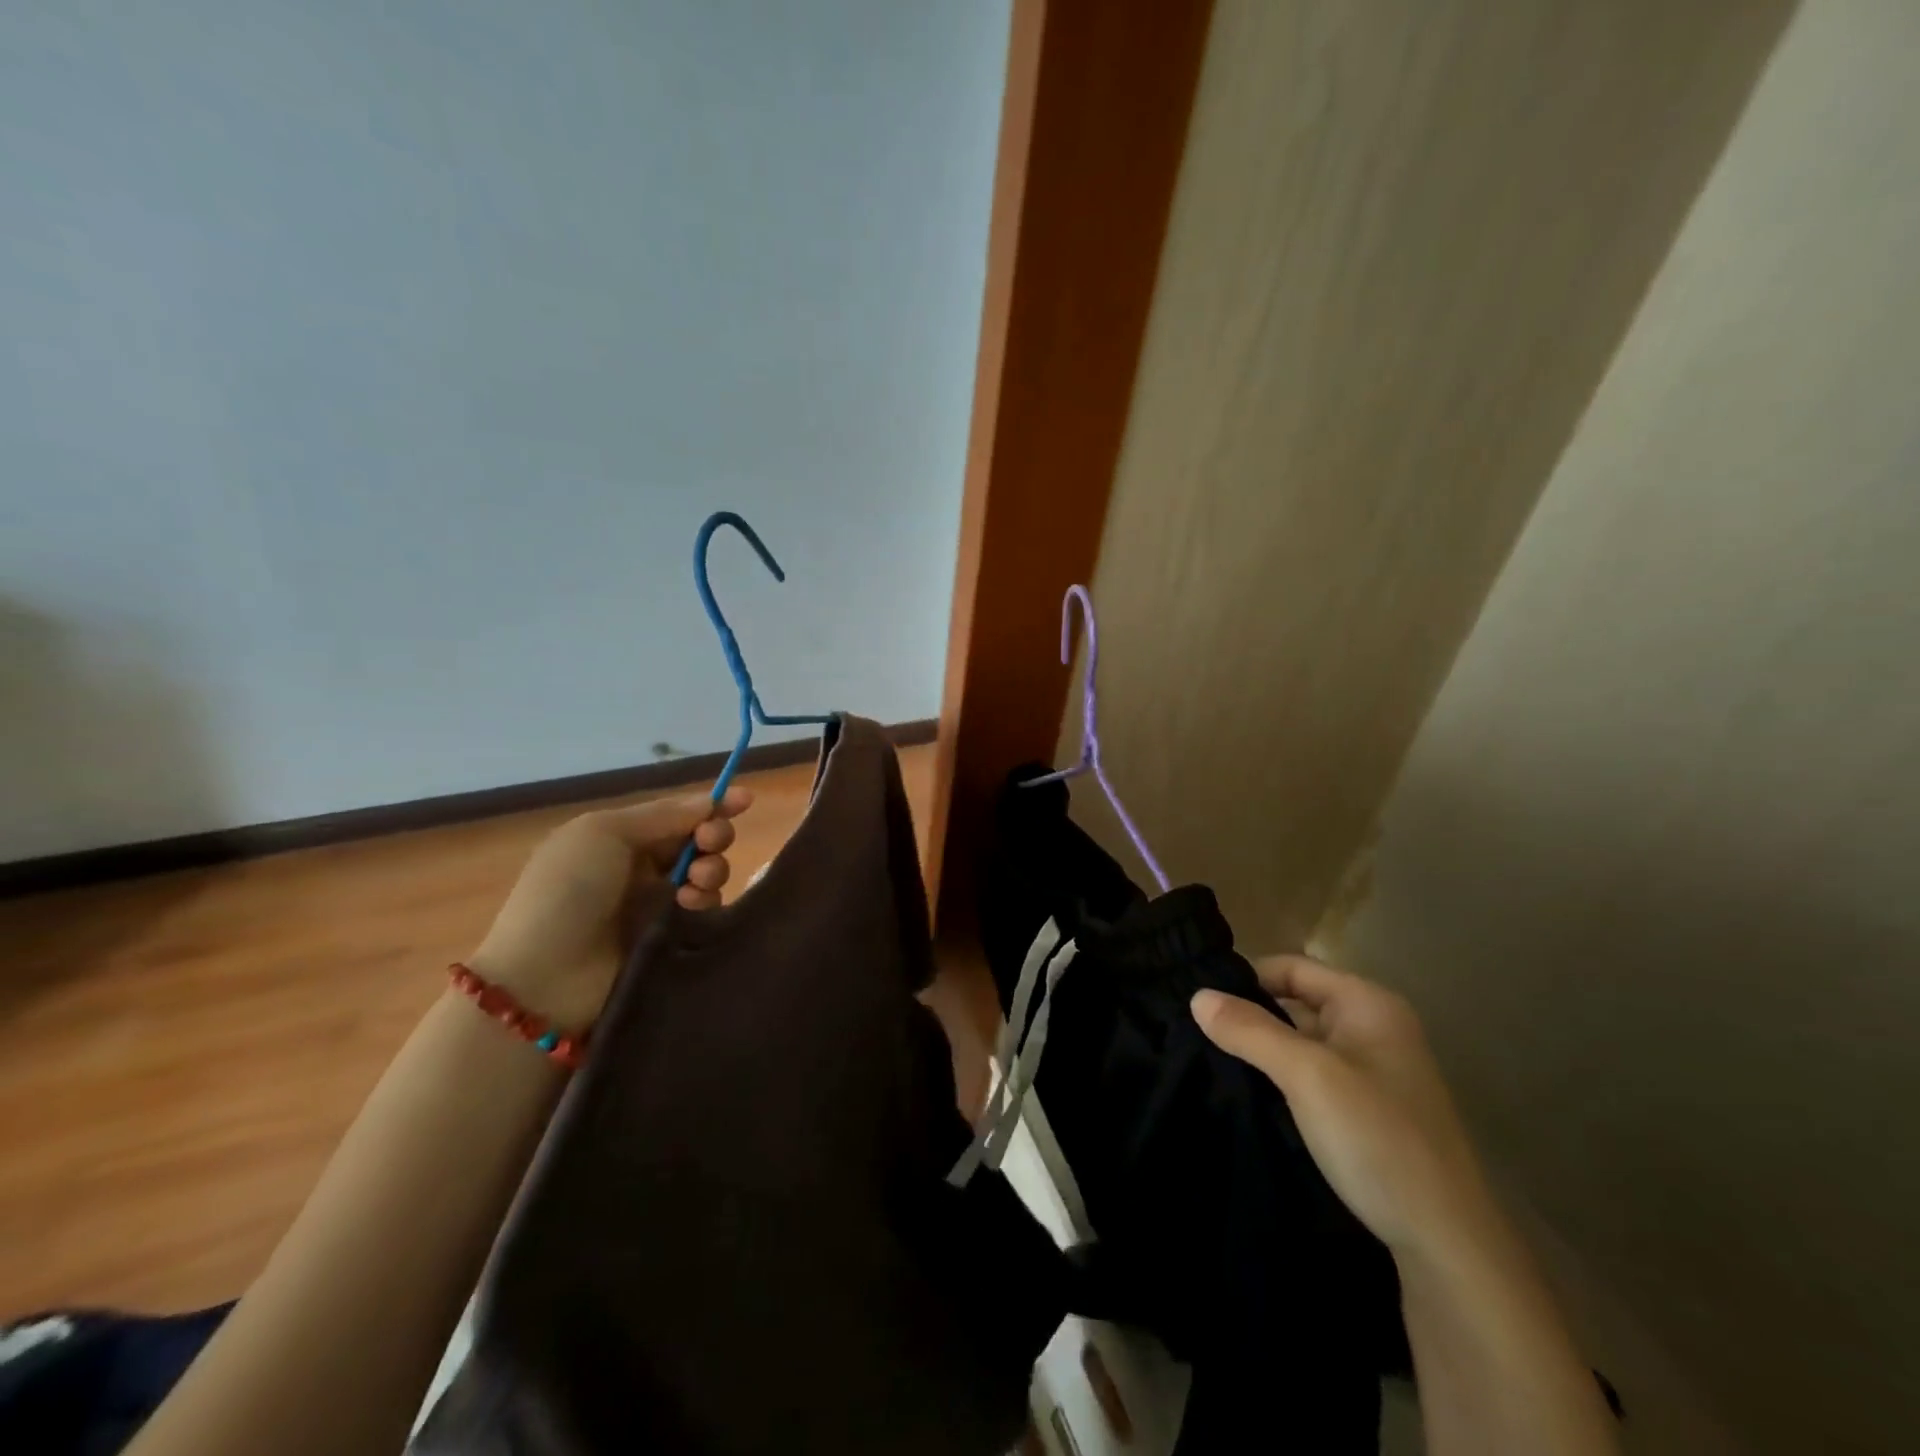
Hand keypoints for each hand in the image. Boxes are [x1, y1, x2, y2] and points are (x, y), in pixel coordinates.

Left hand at [468, 786, 751, 1030]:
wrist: (546, 977)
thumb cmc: (568, 891)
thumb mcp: (604, 833)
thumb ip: (663, 815)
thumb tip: (709, 803)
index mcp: (619, 838)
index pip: (676, 815)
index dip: (711, 805)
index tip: (746, 799)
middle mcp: (640, 868)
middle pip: (697, 842)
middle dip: (714, 836)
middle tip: (709, 843)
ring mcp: (656, 905)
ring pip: (706, 875)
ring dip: (711, 869)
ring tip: (697, 882)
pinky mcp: (671, 939)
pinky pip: (705, 910)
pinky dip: (706, 901)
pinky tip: (691, 906)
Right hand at [1192, 955, 1498, 1262]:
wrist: (1446, 1243)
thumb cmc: (1377, 1138)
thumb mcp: (1306, 1076)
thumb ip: (1250, 1030)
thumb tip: (1197, 997)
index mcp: (1368, 1004)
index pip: (1293, 967)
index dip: (1247, 978)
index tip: (1201, 1001)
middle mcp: (1375, 1027)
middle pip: (1297, 1001)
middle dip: (1251, 1015)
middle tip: (1198, 1031)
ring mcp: (1375, 1071)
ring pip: (1303, 1041)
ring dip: (1264, 1049)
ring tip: (1212, 1059)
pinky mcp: (1370, 1109)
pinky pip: (1314, 1075)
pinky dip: (1282, 1077)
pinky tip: (1250, 1093)